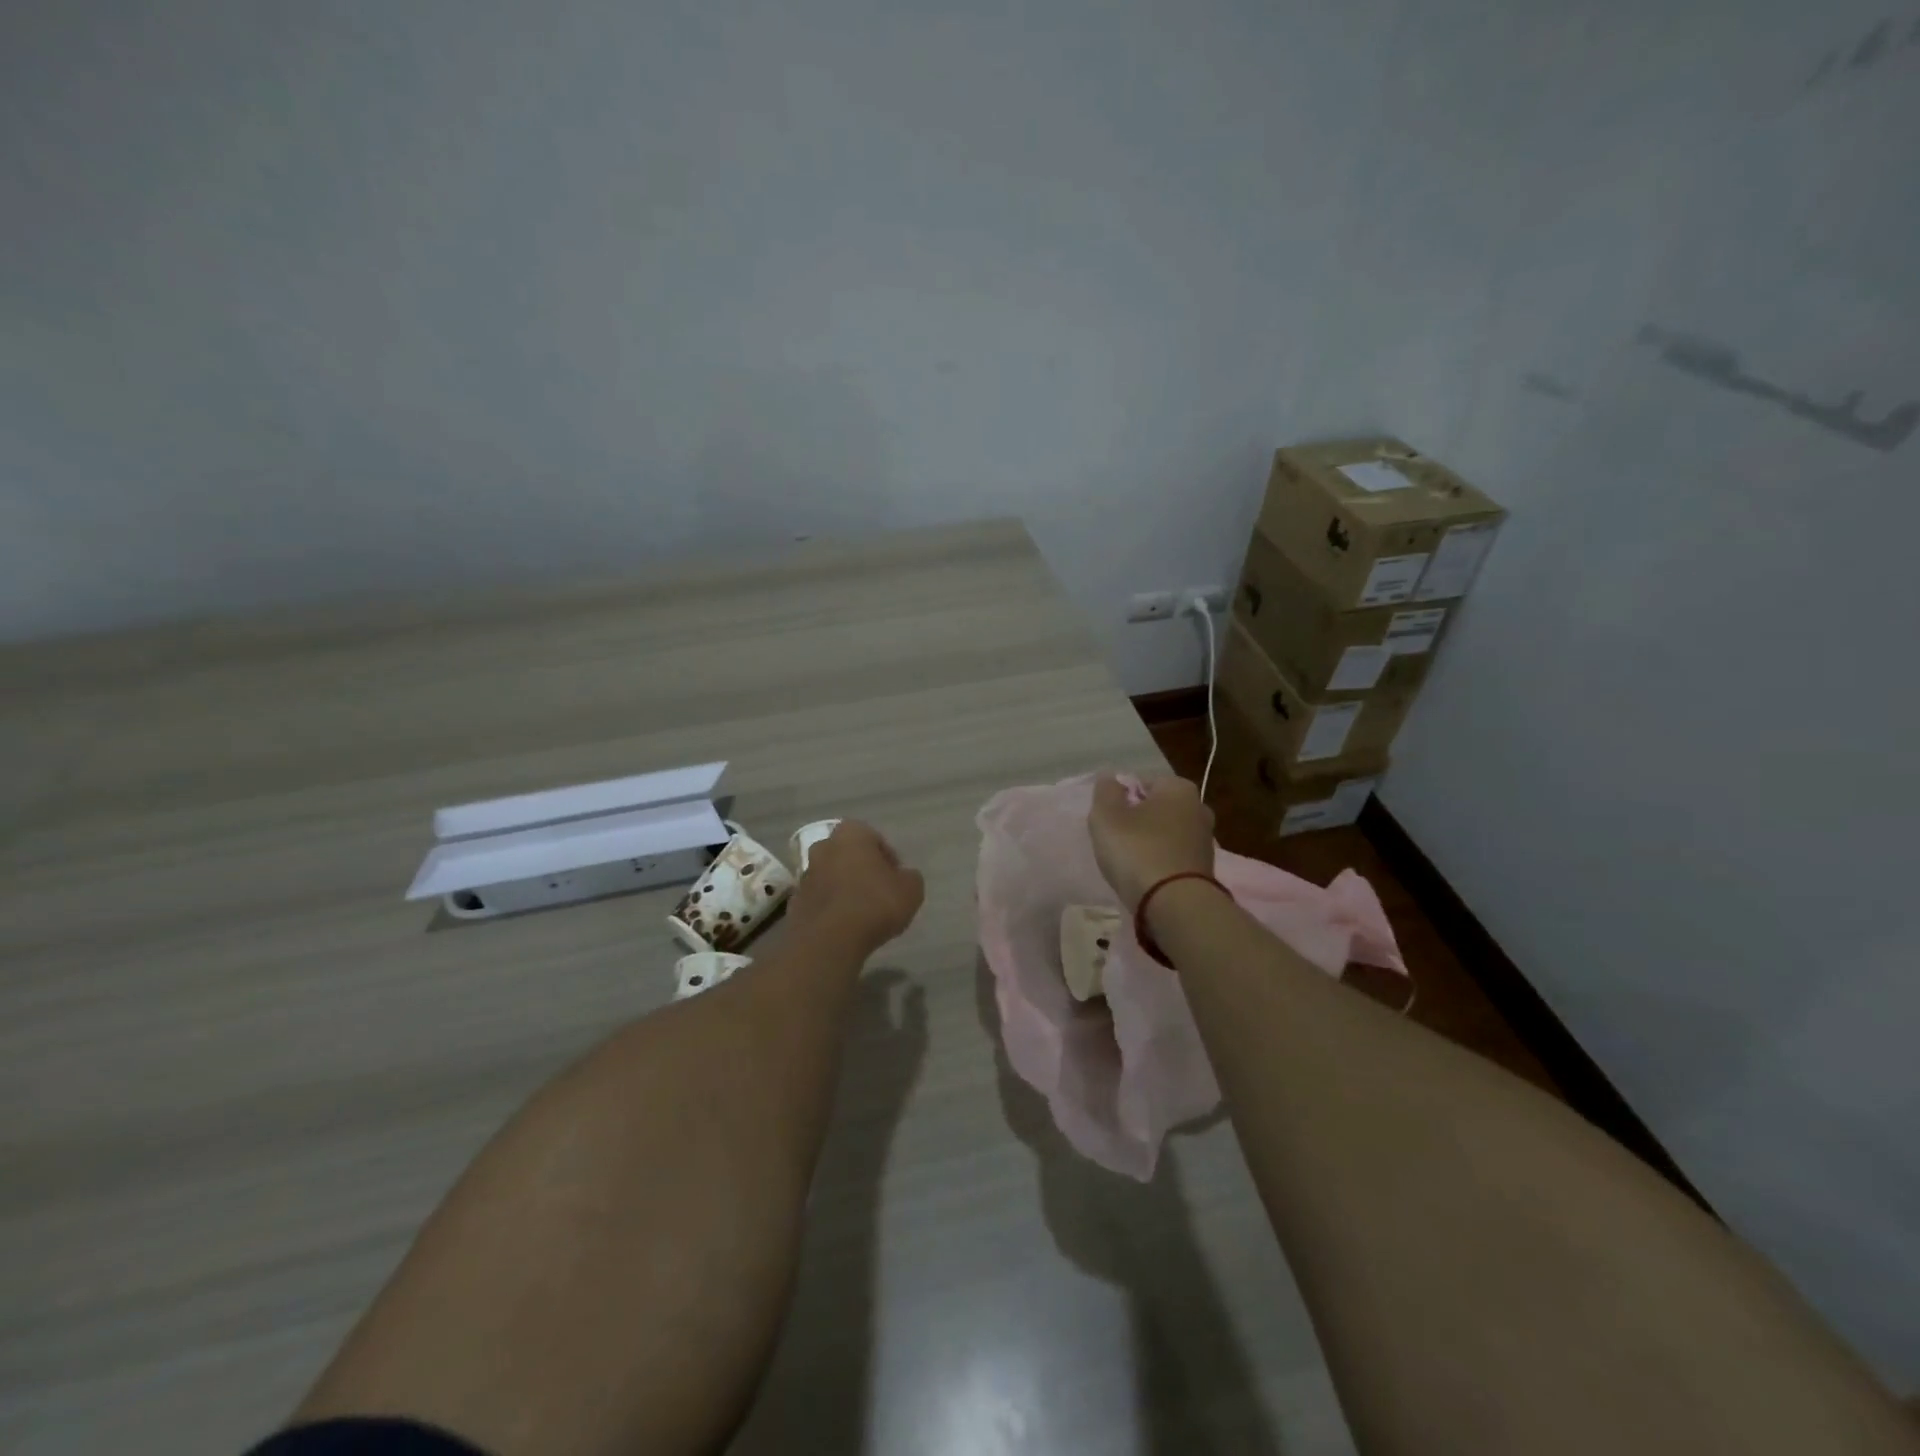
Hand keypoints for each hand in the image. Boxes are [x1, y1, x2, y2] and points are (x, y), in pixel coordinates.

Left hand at [787, 820, 925, 955]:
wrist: (829, 941)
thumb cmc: (874, 904)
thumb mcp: (911, 889)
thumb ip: (909, 877)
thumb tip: (902, 877)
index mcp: (851, 833)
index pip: (875, 839)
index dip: (889, 860)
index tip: (897, 881)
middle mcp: (824, 846)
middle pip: (849, 855)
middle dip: (863, 870)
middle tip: (880, 893)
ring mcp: (805, 874)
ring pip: (832, 876)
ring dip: (845, 888)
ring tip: (862, 914)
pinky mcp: (795, 901)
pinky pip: (820, 899)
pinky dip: (831, 908)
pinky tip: (844, 927)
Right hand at [1088, 773, 1216, 911]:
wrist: (1175, 904)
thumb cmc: (1138, 850)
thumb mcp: (1107, 816)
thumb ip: (1105, 791)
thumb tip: (1110, 778)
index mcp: (1179, 787)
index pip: (1142, 781)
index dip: (1120, 798)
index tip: (1108, 819)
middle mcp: (1199, 807)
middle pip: (1156, 807)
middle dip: (1137, 818)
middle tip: (1115, 839)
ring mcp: (1205, 839)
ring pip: (1166, 832)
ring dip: (1149, 841)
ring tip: (1128, 861)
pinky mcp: (1205, 868)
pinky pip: (1174, 855)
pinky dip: (1160, 861)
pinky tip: (1146, 876)